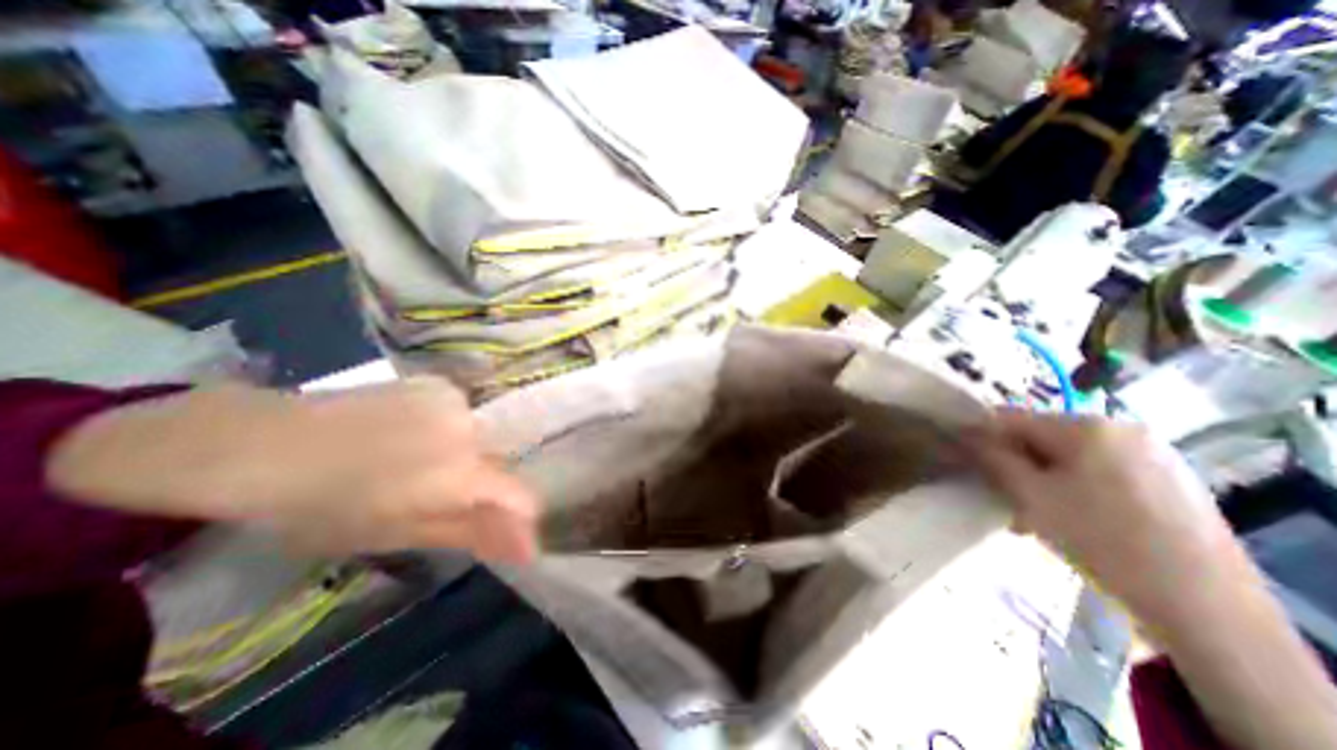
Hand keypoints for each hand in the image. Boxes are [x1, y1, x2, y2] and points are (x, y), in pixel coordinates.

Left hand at [48, 381, 535, 561]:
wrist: (266, 442)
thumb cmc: (326, 505)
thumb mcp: (400, 532)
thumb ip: (471, 534)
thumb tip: (528, 548)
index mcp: (461, 473)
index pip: (520, 496)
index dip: (517, 518)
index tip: (502, 534)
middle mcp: (471, 430)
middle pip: (498, 466)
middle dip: (479, 487)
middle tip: (432, 497)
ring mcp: (457, 401)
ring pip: (480, 439)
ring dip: (462, 457)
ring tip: (411, 464)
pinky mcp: (440, 384)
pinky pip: (461, 415)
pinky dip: (446, 430)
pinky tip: (405, 434)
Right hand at [967, 411, 1236, 615]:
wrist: (1207, 605)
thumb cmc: (1101, 539)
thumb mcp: (1029, 495)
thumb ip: (993, 458)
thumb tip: (969, 436)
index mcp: (1086, 426)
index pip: (1011, 417)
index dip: (980, 434)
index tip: (962, 455)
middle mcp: (1121, 427)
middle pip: (1042, 436)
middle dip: (1016, 462)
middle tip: (1004, 495)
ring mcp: (1153, 452)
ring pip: (1071, 455)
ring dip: (1043, 477)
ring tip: (1034, 513)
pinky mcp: (1171, 477)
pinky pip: (1102, 468)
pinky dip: (1076, 484)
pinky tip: (1073, 515)